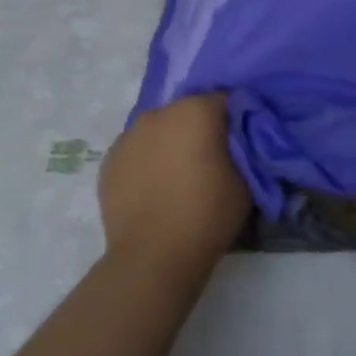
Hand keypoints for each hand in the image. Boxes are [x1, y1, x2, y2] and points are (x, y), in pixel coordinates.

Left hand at [98, 94, 249, 272]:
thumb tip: (237, 139)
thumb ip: (243, 148)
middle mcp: (158, 113)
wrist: (153, 255)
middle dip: (200, 129)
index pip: (225, 101)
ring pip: (159, 130)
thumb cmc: (207, 213)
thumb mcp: (246, 179)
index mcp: (195, 110)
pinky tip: (154, 189)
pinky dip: (147, 162)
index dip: (237, 119)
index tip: (242, 143)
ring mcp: (128, 135)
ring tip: (179, 177)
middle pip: (187, 112)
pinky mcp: (109, 160)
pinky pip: (137, 152)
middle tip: (211, 161)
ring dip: (170, 143)